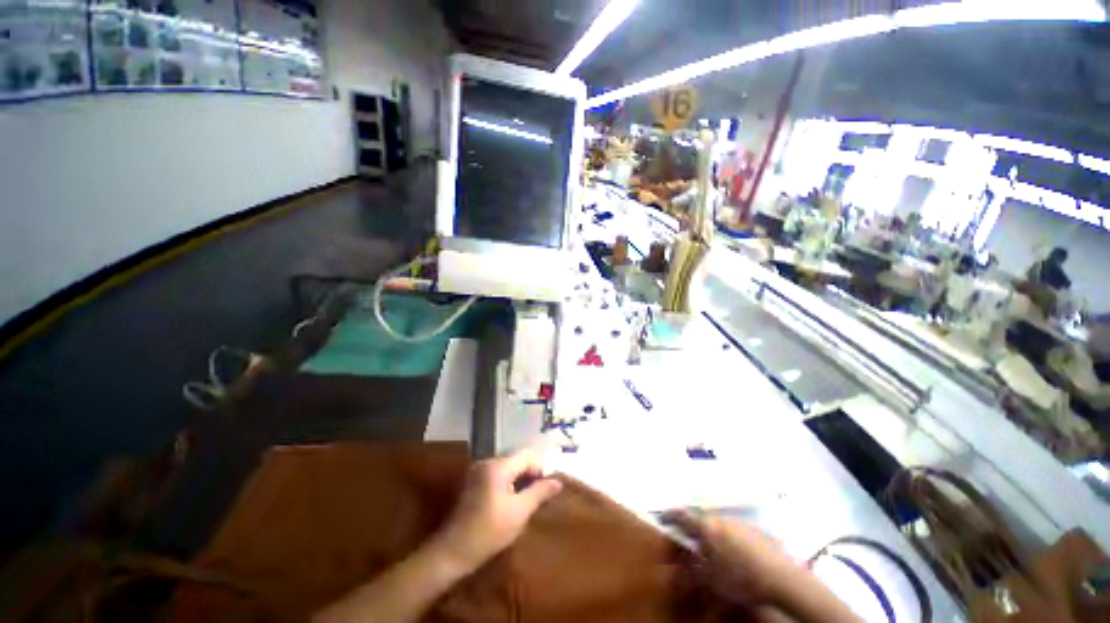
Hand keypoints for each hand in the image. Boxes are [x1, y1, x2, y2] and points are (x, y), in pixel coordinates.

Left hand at [433, 450, 562, 572]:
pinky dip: (508, 482)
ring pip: (508, 466)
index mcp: (498, 466)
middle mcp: (487, 462)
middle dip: (530, 473)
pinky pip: (498, 473)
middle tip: (540, 493)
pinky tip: (512, 500)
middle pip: (517, 459)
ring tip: (528, 498)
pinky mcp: (473, 481)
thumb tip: (558, 481)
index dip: (540, 468)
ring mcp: (478, 470)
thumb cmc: (489, 532)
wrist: (452, 552)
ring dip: (520, 478)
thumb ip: (539, 492)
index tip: (547, 487)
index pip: (527, 455)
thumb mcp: (519, 513)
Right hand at [663, 509, 797, 605]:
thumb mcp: (711, 580)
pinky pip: (735, 530)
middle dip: (694, 528)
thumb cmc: (741, 579)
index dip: (670, 515)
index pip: (681, 516)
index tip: (663, 515)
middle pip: (701, 520)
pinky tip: (738, 554)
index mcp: (705, 528)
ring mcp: (738, 522)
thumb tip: (676, 568)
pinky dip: (730, 538)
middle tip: (692, 540)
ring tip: (716, 551)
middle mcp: (719, 519)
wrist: (780, 577)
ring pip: (718, 524)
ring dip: (713, 533)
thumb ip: (692, 570)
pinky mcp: (754, 528)